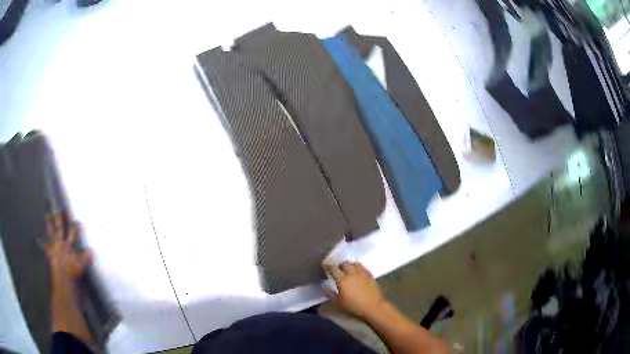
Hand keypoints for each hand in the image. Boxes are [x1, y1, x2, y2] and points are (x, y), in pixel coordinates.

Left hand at [45, 211, 91, 280]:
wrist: (62, 282)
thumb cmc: (72, 274)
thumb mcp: (80, 267)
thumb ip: (85, 258)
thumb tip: (91, 251)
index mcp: (68, 246)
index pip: (72, 233)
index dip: (75, 227)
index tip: (77, 220)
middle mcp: (60, 245)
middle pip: (59, 228)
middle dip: (59, 218)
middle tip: (57, 207)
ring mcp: (54, 249)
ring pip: (52, 234)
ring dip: (50, 225)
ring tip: (47, 215)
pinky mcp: (51, 256)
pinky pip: (47, 248)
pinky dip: (45, 245)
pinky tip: (43, 241)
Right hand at [323, 261, 387, 318]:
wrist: (373, 306)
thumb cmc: (354, 305)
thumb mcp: (338, 302)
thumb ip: (330, 293)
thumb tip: (324, 286)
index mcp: (343, 279)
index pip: (333, 268)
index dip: (328, 266)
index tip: (324, 265)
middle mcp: (352, 273)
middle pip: (344, 263)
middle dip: (339, 265)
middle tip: (337, 270)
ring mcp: (362, 272)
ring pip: (354, 263)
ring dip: (349, 265)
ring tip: (347, 270)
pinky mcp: (370, 274)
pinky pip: (362, 267)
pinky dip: (357, 267)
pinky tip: (357, 272)